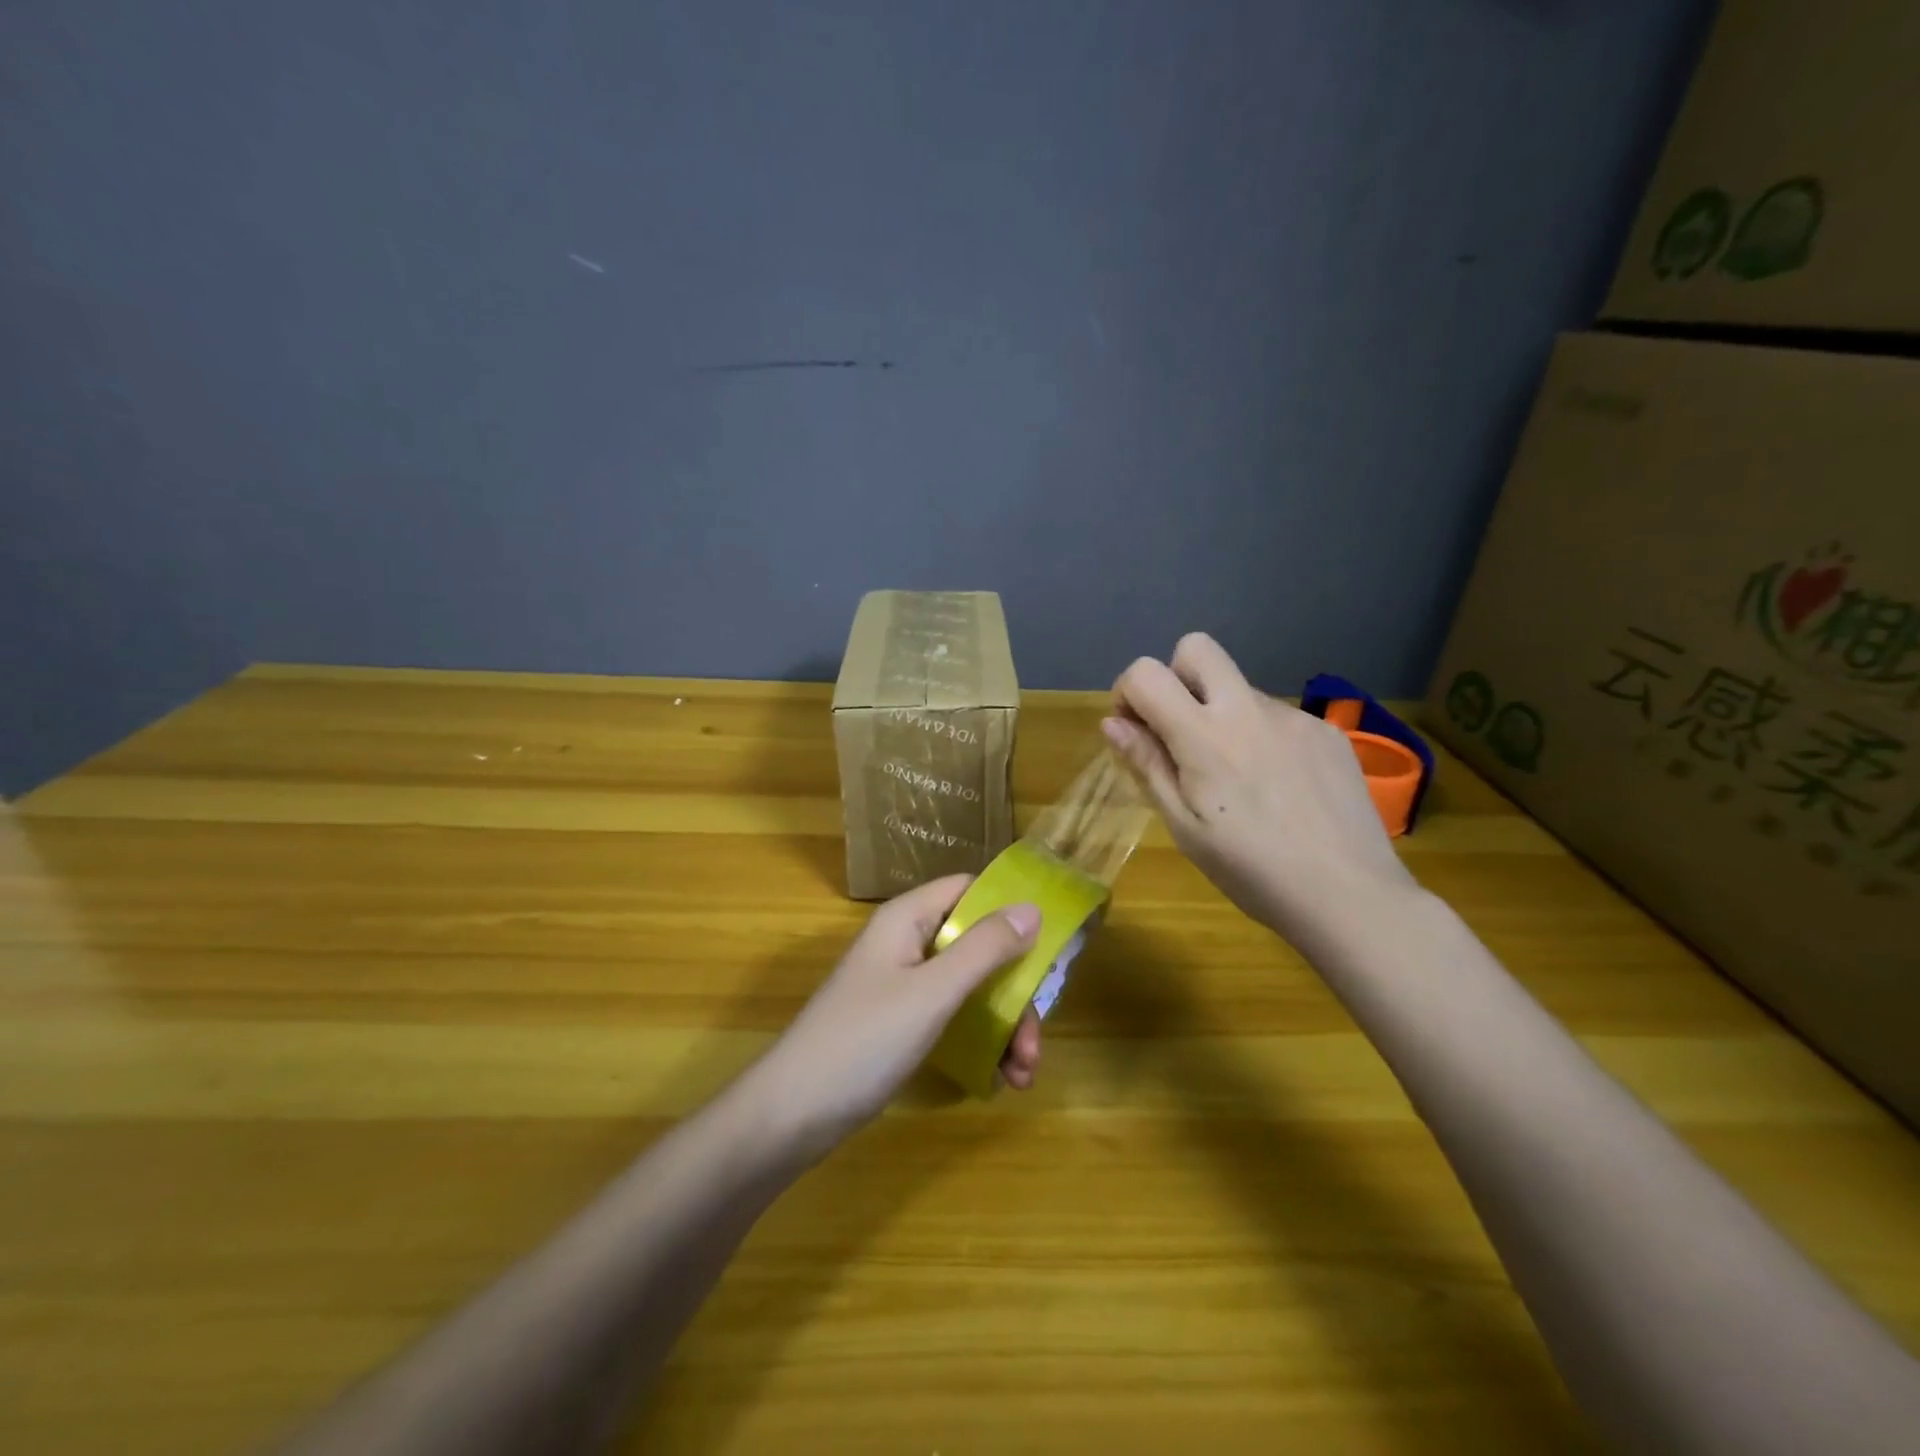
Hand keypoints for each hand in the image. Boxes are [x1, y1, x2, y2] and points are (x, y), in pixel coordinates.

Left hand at [744, 876, 1043, 1157]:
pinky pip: (953, 1018)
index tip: (1050, 944)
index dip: (1009, 908)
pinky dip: (980, 1043)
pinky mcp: (901, 1024)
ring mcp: (903, 986)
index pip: (968, 890)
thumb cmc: (864, 1041)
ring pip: (970, 988)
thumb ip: (984, 949)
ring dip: (1004, 1026)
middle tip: (1034, 1040)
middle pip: (977, 946)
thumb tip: (1031, 908)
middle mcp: (907, 944)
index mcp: (907, 920)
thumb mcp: (932, 992)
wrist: (791, 1115)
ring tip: (1023, 1075)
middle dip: (1014, 991)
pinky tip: (1000, 1080)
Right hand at [1102, 633, 1417, 945]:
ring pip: (1240, 689)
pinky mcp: (1327, 732)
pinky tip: (1278, 787)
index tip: (1135, 730)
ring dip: (1221, 715)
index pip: (1147, 673)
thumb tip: (1113, 722)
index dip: (1128, 692)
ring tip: (1238, 780)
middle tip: (1179, 732)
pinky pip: (1277, 717)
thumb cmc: (1252, 871)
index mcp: (1205, 737)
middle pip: (1197, 648)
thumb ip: (1147, 765)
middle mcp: (1249, 710)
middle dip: (1174, 677)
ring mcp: (1294, 717)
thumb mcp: (1185, 827)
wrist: (1350, 895)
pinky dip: (1261, 737)